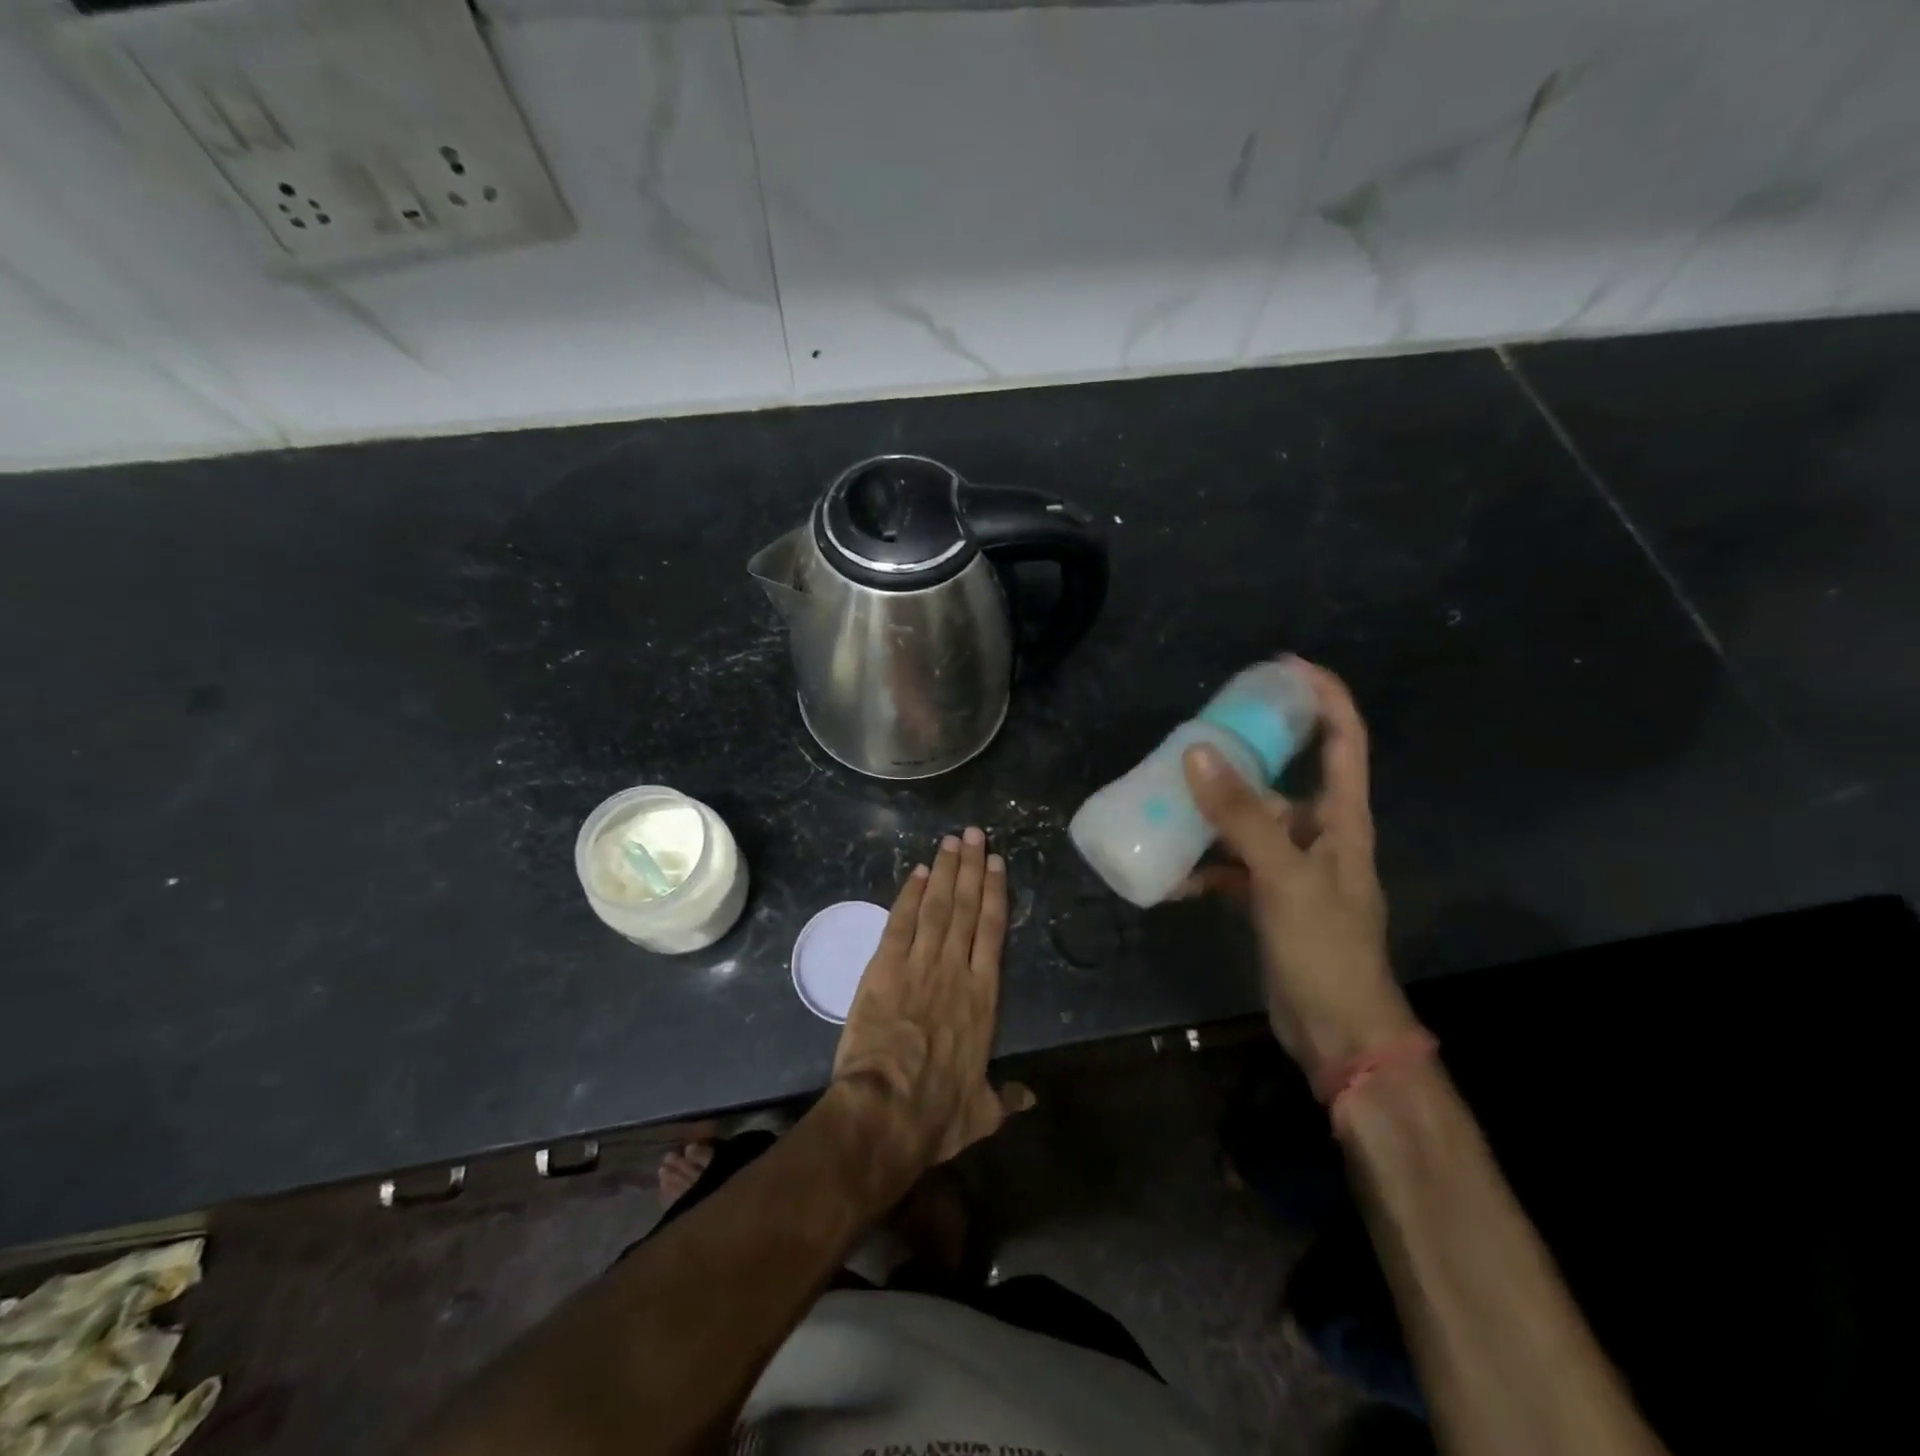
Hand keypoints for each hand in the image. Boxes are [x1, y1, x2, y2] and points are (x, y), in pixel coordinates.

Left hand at [832, 827, 1033, 1171]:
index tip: (997, 864)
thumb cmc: (938, 1112)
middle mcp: (956, 969)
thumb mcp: (981, 1111)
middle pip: (966, 907)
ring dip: (944, 871)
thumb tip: (1030, 1099)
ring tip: (951, 841)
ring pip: (937, 906)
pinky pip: (900, 923)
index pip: (992, 931)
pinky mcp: (885, 967)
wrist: (888, 1109)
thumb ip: (1006, 1098)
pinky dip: (908, 896)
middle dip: (971, 867)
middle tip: (974, 834)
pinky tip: (915, 873)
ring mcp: (920, 964)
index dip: (995, 893)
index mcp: (983, 996)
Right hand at [1180, 657, 1416, 1075]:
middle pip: (1284, 778)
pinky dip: (1204, 867)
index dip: (1323, 697)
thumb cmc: (1326, 948)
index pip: (1344, 740)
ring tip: (1169, 798)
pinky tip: (1170, 876)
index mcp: (1342, 820)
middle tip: (1198, 736)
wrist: (1338, 1033)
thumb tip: (1198, 752)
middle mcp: (1320, 836)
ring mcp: (1293, 870)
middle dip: (1245, 754)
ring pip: (1250, 823)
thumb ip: (1242, 816)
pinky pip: (1231, 867)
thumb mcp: (1284, 876)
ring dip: (1213, 814)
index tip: (1283, 668)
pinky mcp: (1269, 900)